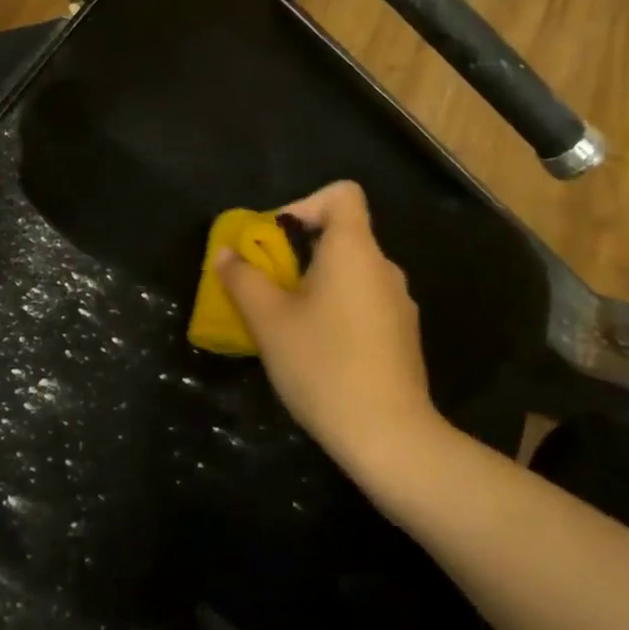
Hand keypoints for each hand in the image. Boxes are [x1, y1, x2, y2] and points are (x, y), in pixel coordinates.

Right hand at [216, 181, 439, 472]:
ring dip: (316, 285)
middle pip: (342, 236)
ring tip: (286, 323)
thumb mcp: (268, 321)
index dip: (305, 203)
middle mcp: (383, 267)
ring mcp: (399, 304)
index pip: (342, 194)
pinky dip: (337, 311)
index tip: (276, 239)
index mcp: (354, 250)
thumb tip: (226, 253)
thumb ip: (243, 280)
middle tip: (267, 287)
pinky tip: (317, 352)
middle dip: (299, 253)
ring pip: (351, 274)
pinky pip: (364, 304)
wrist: (388, 435)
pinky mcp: (402, 336)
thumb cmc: (322, 365)